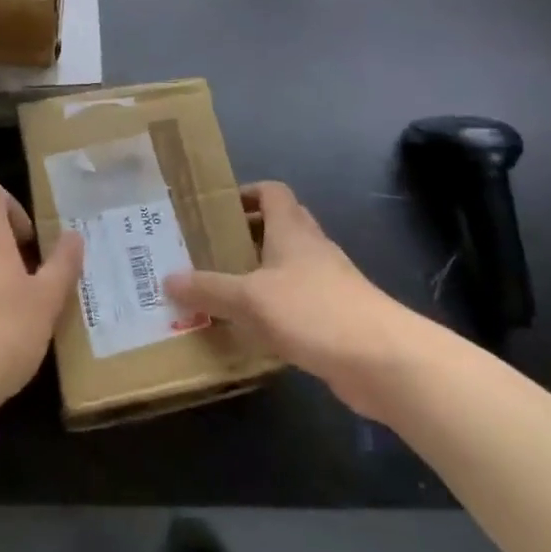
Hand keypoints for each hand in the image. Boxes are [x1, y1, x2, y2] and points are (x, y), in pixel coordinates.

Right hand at [166, 181, 417, 421]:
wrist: (383, 360)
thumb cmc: (314, 311)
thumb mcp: (250, 299)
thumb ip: (209, 289)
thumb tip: (168, 279)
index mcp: (292, 229)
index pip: (271, 191)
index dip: (245, 193)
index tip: (214, 209)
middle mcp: (311, 248)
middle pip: (278, 226)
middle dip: (245, 234)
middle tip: (208, 249)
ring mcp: (327, 282)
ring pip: (287, 265)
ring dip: (258, 272)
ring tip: (220, 288)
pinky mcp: (335, 316)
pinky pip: (296, 300)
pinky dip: (274, 306)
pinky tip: (251, 328)